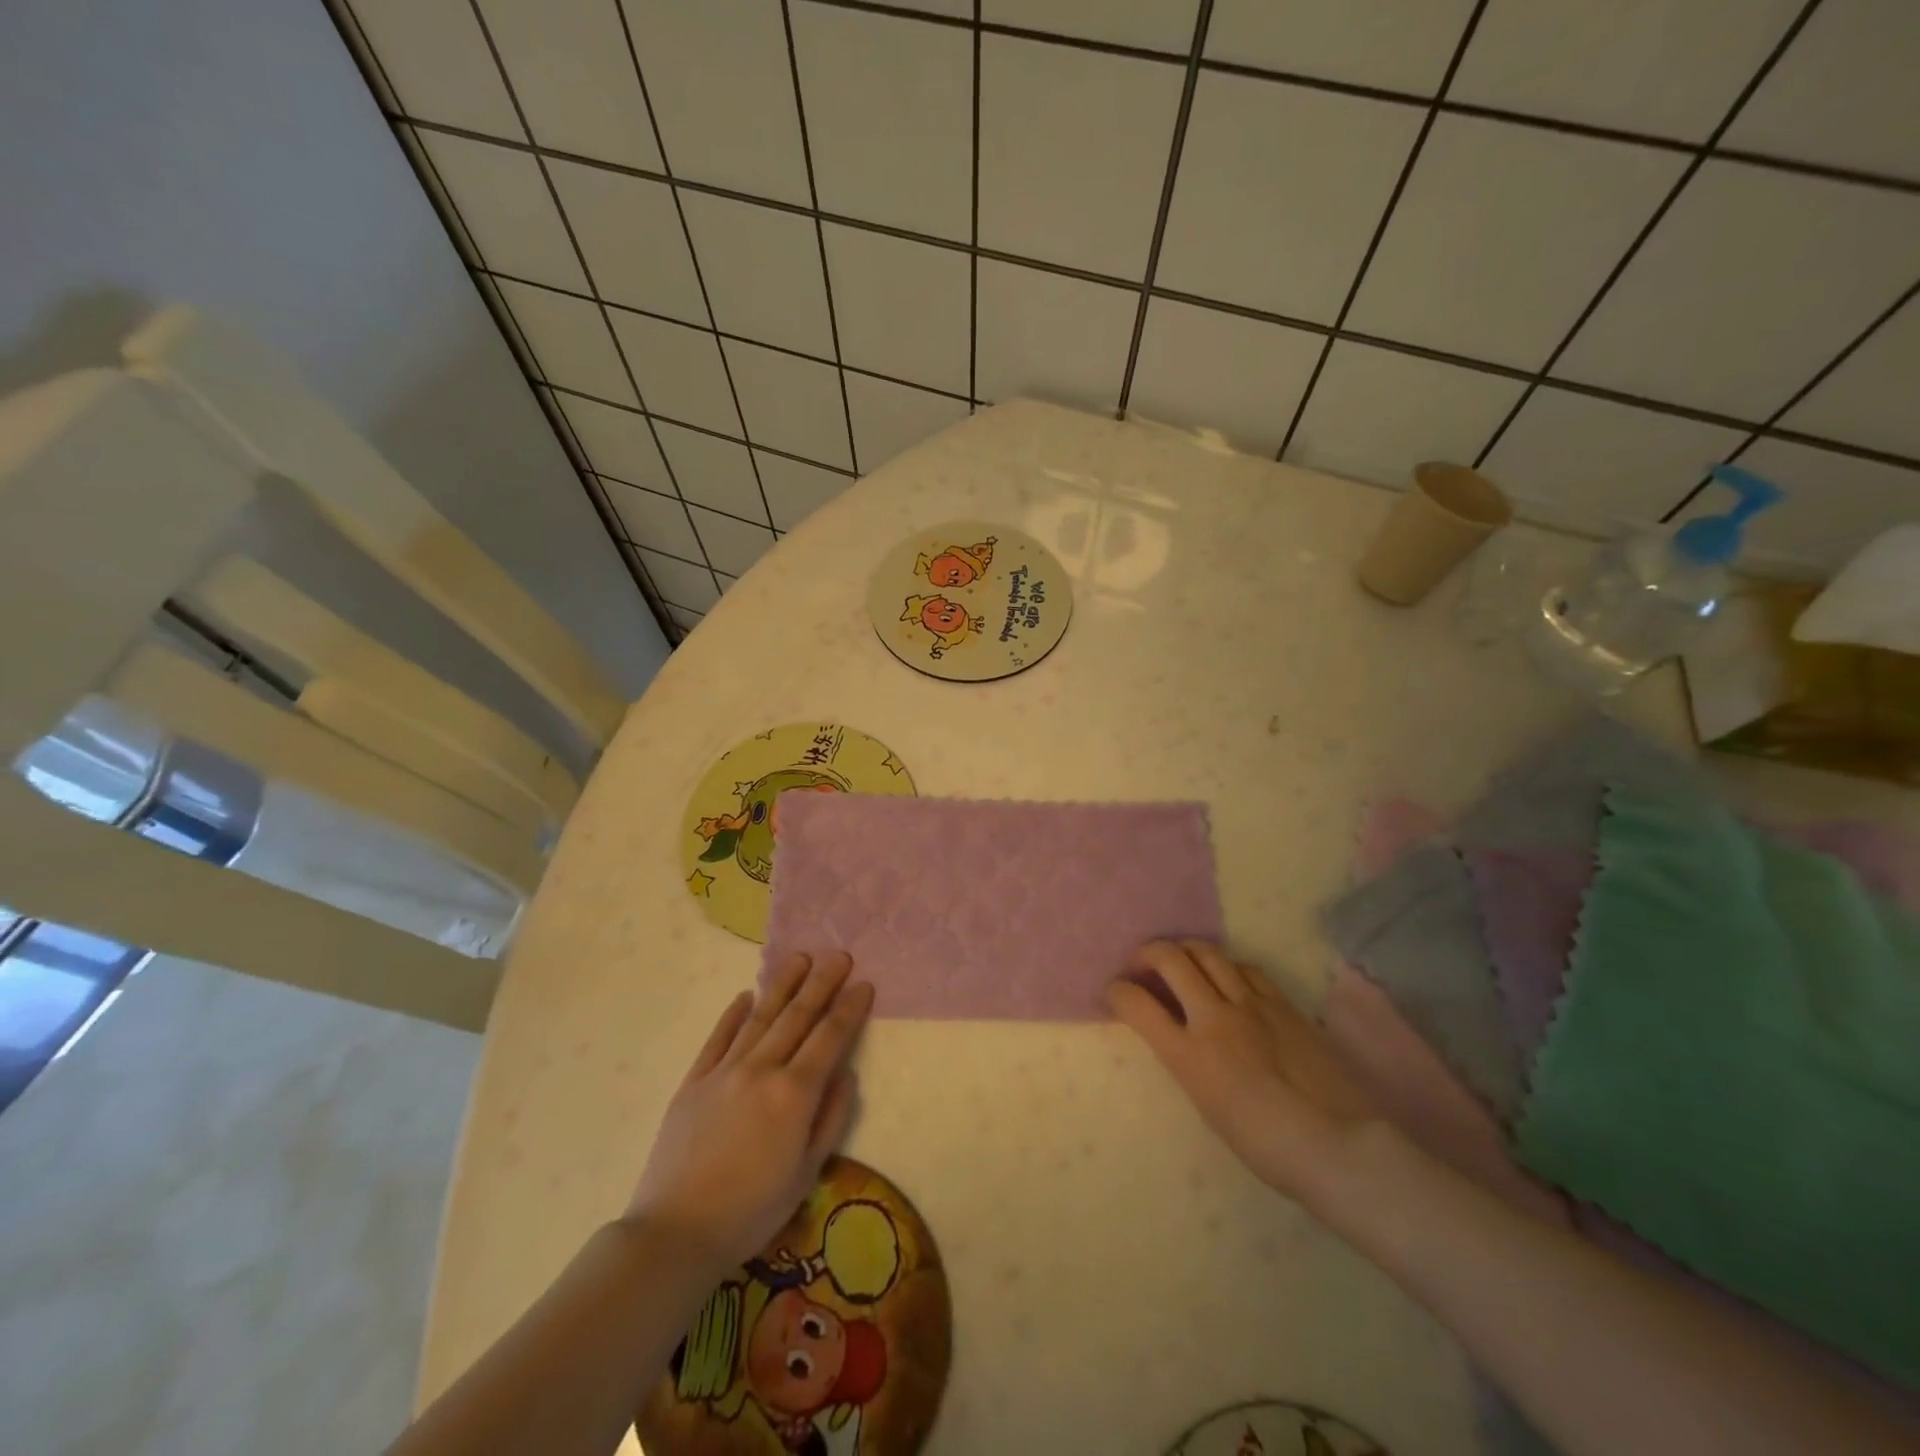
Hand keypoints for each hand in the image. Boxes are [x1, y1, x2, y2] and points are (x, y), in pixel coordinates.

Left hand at [625, 952, 872, 1273]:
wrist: (675, 1231)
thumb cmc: (751, 1210)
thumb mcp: (807, 1173)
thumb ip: (831, 1118)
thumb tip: (846, 1074)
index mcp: (794, 1093)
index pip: (830, 1037)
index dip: (849, 1008)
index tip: (864, 983)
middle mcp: (762, 1069)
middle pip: (798, 1015)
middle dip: (822, 982)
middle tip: (839, 955)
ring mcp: (724, 1071)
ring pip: (760, 1016)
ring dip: (783, 984)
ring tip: (800, 958)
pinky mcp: (694, 1080)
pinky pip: (718, 1037)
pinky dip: (733, 1014)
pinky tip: (745, 995)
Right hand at [1109, 941, 1378, 1210]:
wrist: (1338, 1147)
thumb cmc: (1266, 1147)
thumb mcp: (1207, 1106)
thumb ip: (1187, 1062)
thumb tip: (1179, 1037)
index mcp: (1189, 1055)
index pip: (1137, 1004)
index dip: (1118, 991)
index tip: (1115, 991)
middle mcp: (1214, 1017)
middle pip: (1170, 958)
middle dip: (1147, 954)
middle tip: (1142, 965)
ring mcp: (1251, 1004)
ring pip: (1208, 952)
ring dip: (1186, 951)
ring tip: (1183, 963)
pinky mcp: (1282, 1002)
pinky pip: (1246, 968)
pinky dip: (1226, 967)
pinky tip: (1228, 978)